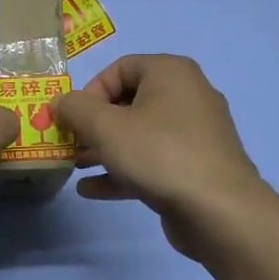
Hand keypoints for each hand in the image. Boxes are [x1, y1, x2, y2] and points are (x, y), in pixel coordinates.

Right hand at [52, 55, 271, 260]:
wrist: (219, 211)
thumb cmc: (159, 154)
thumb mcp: (106, 127)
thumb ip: (75, 109)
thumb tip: (59, 102)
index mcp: (170, 73)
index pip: (119, 68)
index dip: (89, 91)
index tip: (72, 119)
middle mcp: (187, 95)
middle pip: (128, 102)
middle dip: (93, 124)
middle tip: (69, 143)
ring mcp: (194, 134)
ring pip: (138, 134)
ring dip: (104, 148)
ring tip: (76, 166)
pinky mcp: (195, 167)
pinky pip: (151, 160)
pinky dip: (123, 170)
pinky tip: (92, 189)